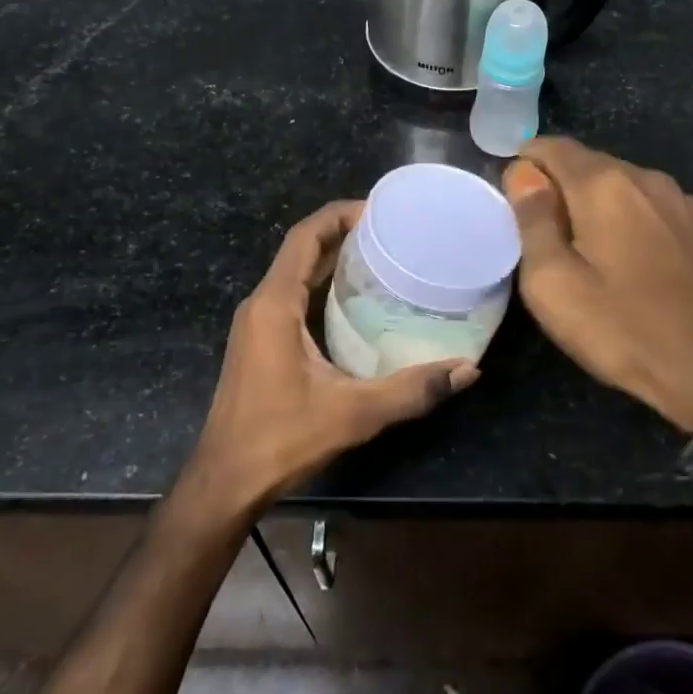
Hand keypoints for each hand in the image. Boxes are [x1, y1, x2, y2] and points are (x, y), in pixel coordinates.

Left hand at [182, 200, 479, 518]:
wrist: (224, 483)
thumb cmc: (281, 439)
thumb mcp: (353, 414)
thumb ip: (412, 390)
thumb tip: (467, 370)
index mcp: (274, 304)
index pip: (304, 237)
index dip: (339, 215)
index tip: (379, 210)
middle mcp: (260, 304)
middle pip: (300, 250)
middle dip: (342, 234)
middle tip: (391, 233)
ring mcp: (255, 324)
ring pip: (295, 273)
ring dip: (332, 259)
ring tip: (380, 258)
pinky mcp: (258, 343)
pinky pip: (291, 296)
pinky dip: (321, 285)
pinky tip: (354, 302)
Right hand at [503, 138, 692, 435]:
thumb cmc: (622, 329)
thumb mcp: (553, 284)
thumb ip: (532, 220)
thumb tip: (522, 174)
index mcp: (604, 185)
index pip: (553, 147)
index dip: (527, 163)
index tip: (514, 196)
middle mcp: (648, 179)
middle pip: (591, 164)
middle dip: (562, 186)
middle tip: (545, 232)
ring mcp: (686, 204)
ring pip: (628, 187)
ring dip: (601, 204)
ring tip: (590, 248)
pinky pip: (658, 210)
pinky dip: (637, 221)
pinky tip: (637, 261)